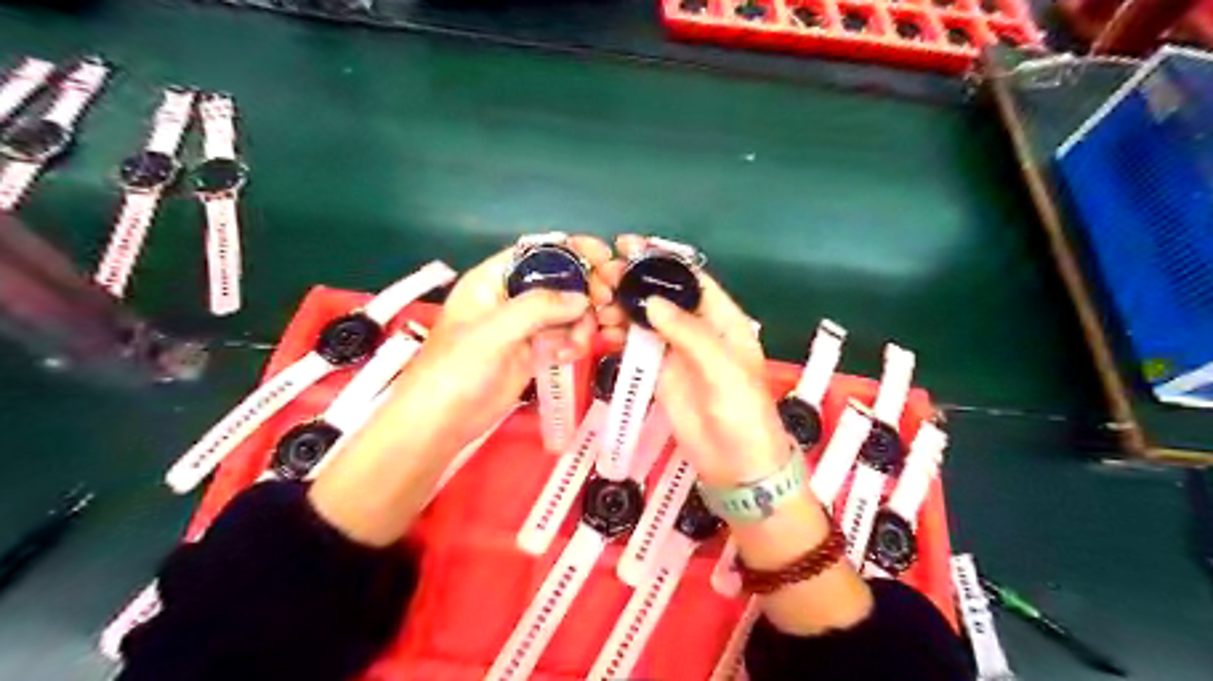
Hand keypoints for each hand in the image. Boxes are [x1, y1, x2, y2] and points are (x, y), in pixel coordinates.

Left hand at [392, 236, 619, 453]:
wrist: (443, 422)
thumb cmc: (458, 368)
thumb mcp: (495, 330)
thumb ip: (539, 307)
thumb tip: (583, 299)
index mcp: (493, 279)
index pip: (537, 252)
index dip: (570, 249)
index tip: (604, 255)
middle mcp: (511, 298)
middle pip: (558, 281)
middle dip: (584, 290)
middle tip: (605, 304)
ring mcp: (523, 327)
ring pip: (566, 312)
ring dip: (581, 323)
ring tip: (578, 343)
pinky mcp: (533, 353)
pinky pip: (563, 338)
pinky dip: (573, 344)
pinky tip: (568, 356)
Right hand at [600, 237, 792, 486]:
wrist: (736, 464)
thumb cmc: (742, 412)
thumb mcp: (723, 369)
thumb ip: (689, 333)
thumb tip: (653, 300)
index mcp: (723, 320)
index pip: (691, 279)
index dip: (662, 260)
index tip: (629, 245)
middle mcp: (698, 329)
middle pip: (663, 296)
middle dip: (634, 281)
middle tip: (601, 275)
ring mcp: (676, 351)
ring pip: (645, 319)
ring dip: (621, 306)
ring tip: (596, 300)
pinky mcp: (660, 372)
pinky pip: (636, 346)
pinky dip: (618, 334)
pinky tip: (601, 327)